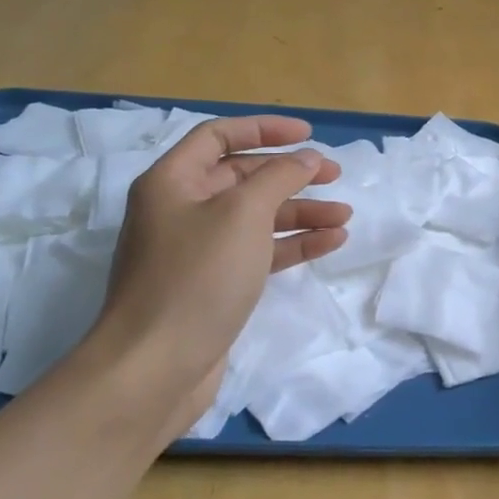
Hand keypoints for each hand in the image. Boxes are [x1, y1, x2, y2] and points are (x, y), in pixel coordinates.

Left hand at [86, 116, 349, 431]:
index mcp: (173, 181)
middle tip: (335, 175)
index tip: (308, 135)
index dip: (264, 129)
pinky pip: (258, 251)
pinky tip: (329, 242)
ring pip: (256, 217)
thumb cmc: (197, 277)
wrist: (154, 369)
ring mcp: (197, 250)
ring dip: (300, 212)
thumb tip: (307, 157)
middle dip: (291, 174)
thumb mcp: (242, 214)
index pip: (219, 136)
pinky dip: (292, 244)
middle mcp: (181, 209)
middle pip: (242, 177)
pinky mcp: (214, 285)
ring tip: (344, 216)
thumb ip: (280, 176)